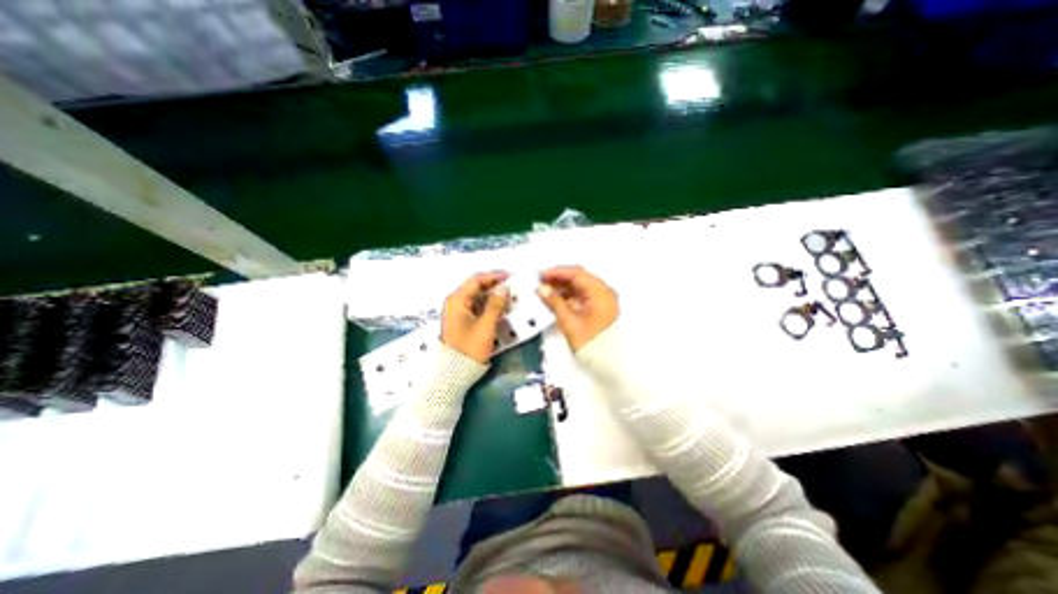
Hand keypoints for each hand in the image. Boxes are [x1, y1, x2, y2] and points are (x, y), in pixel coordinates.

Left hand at [443, 271, 512, 360]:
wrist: (454, 372)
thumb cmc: (470, 348)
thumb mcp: (486, 326)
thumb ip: (495, 305)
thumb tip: (503, 288)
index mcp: (457, 300)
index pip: (476, 280)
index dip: (494, 276)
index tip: (509, 277)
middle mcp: (455, 302)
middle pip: (476, 287)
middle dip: (494, 285)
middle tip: (511, 286)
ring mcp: (457, 312)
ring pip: (477, 297)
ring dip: (492, 296)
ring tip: (508, 297)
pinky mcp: (461, 320)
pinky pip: (476, 307)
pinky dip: (488, 305)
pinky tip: (499, 308)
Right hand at [538, 267, 622, 351]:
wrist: (608, 362)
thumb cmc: (595, 345)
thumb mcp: (569, 321)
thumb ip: (555, 302)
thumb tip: (544, 290)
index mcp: (600, 293)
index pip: (577, 274)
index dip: (557, 272)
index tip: (543, 275)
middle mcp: (604, 294)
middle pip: (579, 278)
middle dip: (559, 279)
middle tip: (543, 281)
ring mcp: (603, 301)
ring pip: (580, 287)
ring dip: (563, 287)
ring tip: (547, 291)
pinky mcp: (599, 309)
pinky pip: (583, 296)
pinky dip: (569, 296)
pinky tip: (558, 300)